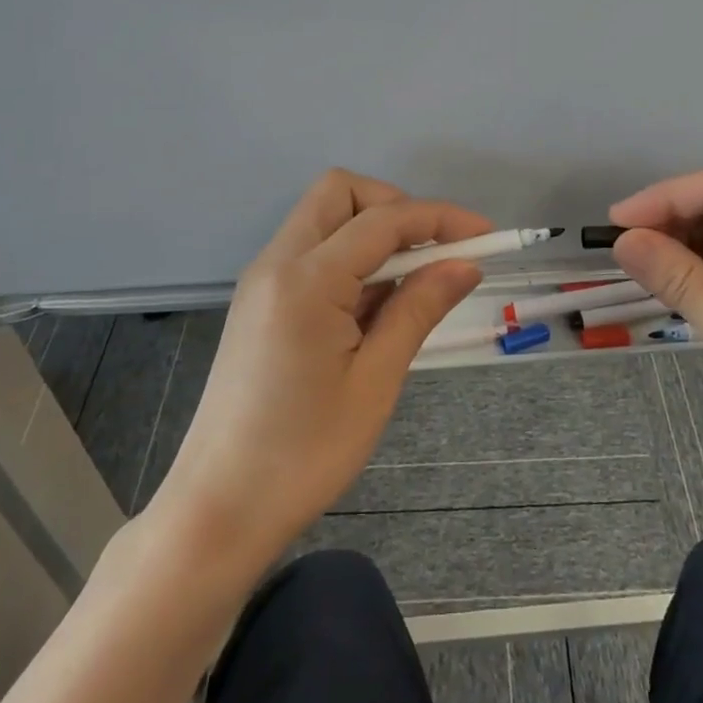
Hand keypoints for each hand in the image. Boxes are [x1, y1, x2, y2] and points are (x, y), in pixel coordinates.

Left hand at [153, 169, 489, 565]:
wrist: (217, 509)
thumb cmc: (303, 453)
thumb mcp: (375, 381)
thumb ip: (418, 309)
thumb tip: (465, 265)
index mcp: (306, 278)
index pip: (383, 219)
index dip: (440, 218)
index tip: (486, 234)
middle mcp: (277, 261)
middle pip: (340, 192)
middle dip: (395, 207)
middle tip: (434, 251)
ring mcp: (263, 279)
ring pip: (324, 218)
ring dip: (373, 233)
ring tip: (411, 288)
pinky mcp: (259, 301)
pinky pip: (311, 253)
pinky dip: (350, 259)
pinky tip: (374, 307)